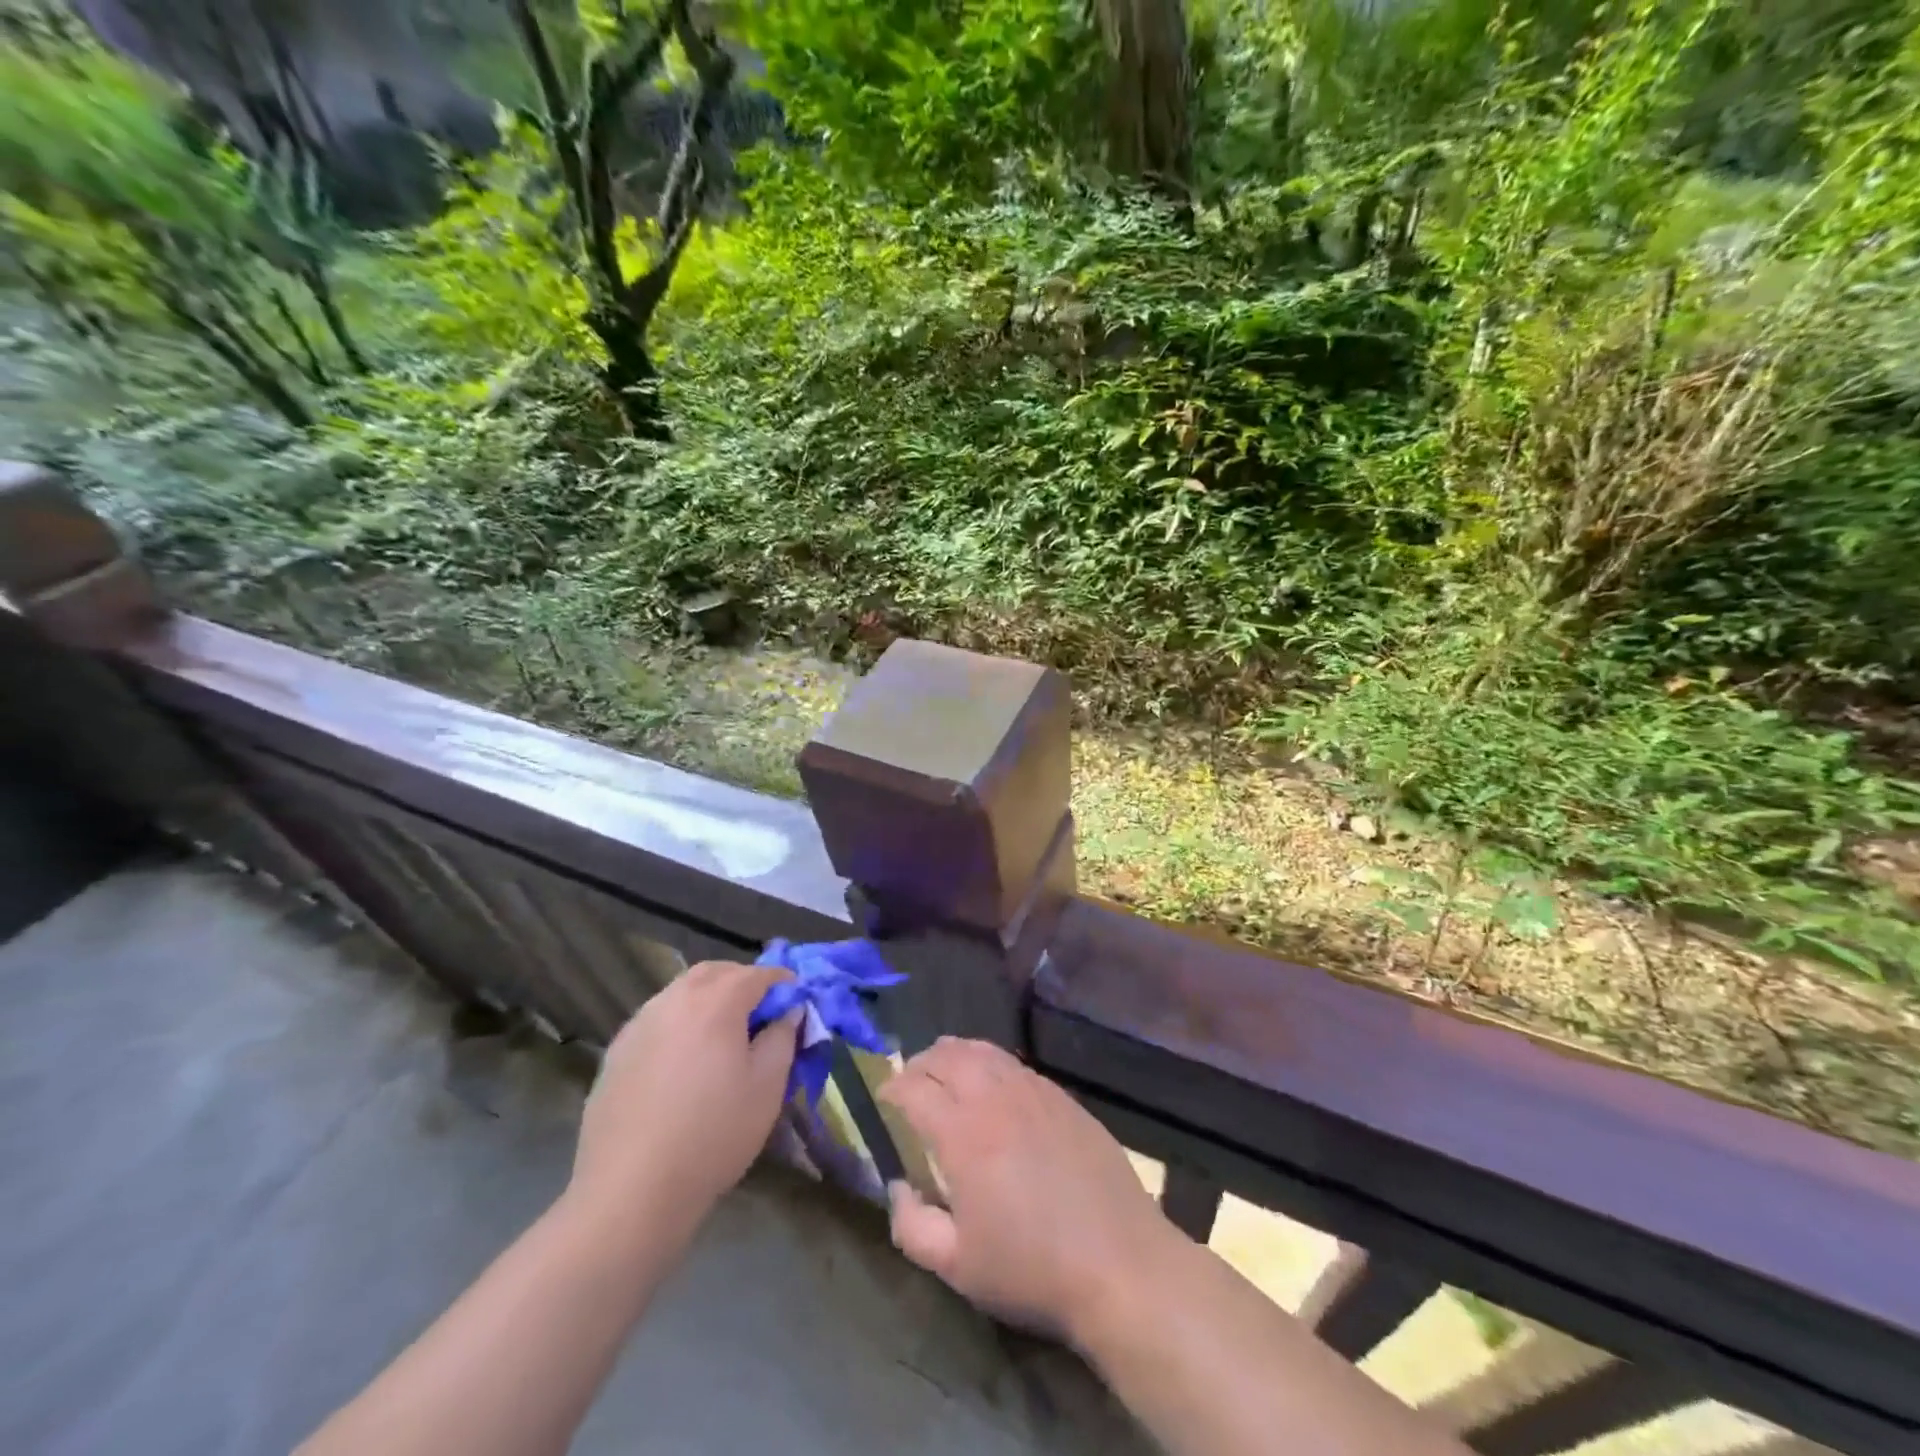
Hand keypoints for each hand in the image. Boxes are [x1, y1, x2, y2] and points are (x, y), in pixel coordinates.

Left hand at [568, 961, 799, 1234]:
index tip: (796, 1005)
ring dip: (708, 999)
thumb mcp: (767, 1087)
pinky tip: (684, 1062)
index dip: (783, 984)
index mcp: (716, 1002)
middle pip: (715, 972)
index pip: (758, 974)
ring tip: (722, 1037)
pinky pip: (657, 1019)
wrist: (631, 1191)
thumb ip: (783, 1037)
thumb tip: (788, 1011)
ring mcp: (640, 1023)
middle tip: (761, 1014)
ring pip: (681, 992)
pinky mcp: (617, 1051)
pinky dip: (679, 1023)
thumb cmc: (713, 1135)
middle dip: (742, 982)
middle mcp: (674, 1000)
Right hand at [878, 1037, 1178, 1344]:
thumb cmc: (1031, 1268)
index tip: (882, 1101)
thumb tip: (897, 1186)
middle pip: (946, 1056)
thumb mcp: (957, 1266)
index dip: (891, 1089)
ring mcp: (1033, 1090)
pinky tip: (992, 1084)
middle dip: (919, 1064)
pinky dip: (990, 1062)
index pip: (914, 1088)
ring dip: (954, 1054)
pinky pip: (1014, 1064)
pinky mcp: (1062, 1096)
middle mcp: (995, 1097)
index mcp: (962, 1133)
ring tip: (944, 1070)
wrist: (1119, 1262)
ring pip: (982, 1050)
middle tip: (909, 1083)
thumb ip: (911, 1226)